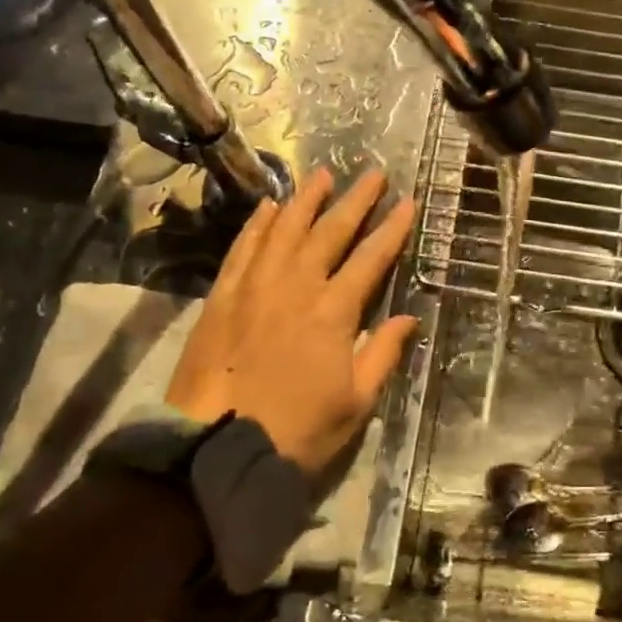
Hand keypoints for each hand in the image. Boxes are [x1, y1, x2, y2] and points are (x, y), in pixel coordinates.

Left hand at [166, 168, 418, 476]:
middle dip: (355, 201)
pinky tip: (269, 207)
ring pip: (285, 230)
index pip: (371, 259)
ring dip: (306, 200)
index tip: (408, 203)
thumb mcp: (355, 403)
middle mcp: (296, 286)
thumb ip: (383, 355)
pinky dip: (259, 224)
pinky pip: (244, 249)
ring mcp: (255, 287)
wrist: (213, 448)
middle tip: (373, 173)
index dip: (392, 229)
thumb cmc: (295, 430)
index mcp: (334, 312)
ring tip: (322, 174)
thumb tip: (408, 318)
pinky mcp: (222, 297)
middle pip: (330, 232)